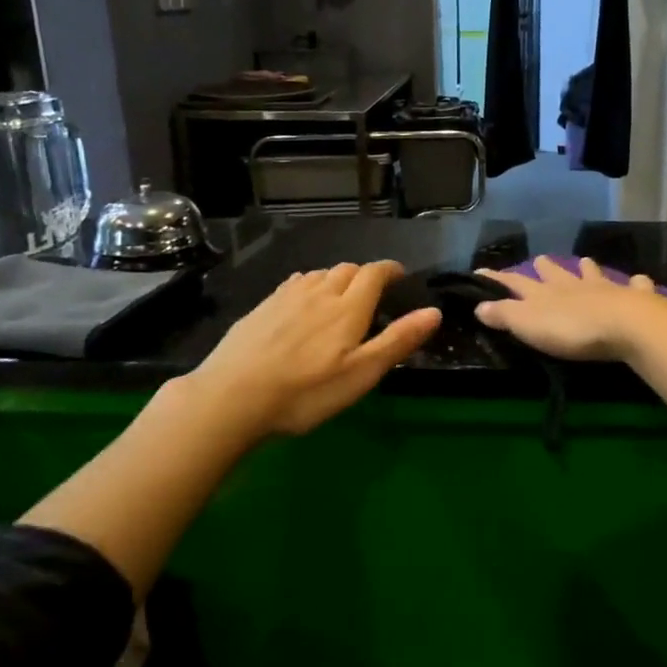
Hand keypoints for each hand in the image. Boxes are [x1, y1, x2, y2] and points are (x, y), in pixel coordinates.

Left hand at [191, 261, 439, 437]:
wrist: (232, 396)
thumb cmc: (306, 392)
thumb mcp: (361, 374)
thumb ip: (398, 340)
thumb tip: (434, 312)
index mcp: (348, 308)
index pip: (374, 273)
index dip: (390, 269)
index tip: (399, 275)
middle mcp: (319, 292)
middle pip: (347, 269)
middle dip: (364, 274)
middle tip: (372, 293)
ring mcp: (286, 297)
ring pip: (319, 274)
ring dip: (336, 278)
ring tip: (339, 297)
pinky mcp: (261, 308)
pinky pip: (293, 284)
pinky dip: (308, 285)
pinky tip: (302, 302)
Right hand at [472, 256, 666, 362]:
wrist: (625, 325)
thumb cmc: (571, 329)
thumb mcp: (528, 324)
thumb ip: (503, 315)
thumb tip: (477, 305)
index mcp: (544, 293)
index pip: (514, 282)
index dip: (497, 279)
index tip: (481, 271)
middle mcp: (572, 285)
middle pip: (555, 273)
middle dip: (545, 267)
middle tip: (539, 259)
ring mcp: (605, 289)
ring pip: (592, 274)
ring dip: (587, 269)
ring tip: (584, 262)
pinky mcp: (634, 298)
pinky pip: (636, 286)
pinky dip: (636, 283)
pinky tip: (640, 280)